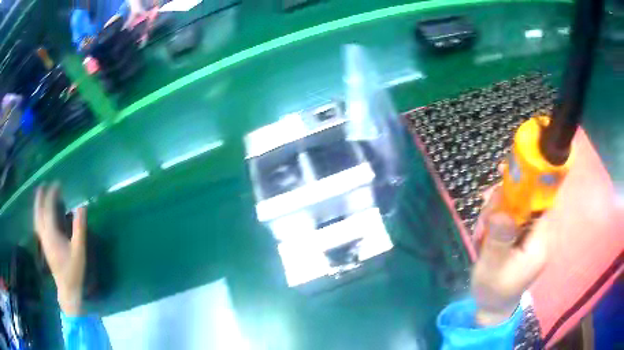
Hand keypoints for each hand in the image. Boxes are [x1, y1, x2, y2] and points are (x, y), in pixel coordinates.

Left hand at [34, 184, 86, 315]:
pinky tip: (41, 215)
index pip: (48, 209)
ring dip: (37, 205)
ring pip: (36, 218)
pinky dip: (38, 215)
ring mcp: (43, 241)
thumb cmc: (73, 270)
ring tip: (40, 195)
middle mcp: (44, 235)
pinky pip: (38, 225)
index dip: (51, 194)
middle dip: (40, 197)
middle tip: (43, 184)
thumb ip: (80, 228)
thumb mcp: (79, 250)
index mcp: (51, 234)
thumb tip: (81, 206)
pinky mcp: (44, 245)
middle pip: (38, 212)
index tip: (57, 184)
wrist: (67, 289)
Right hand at [471, 188, 548, 325]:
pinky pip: (511, 217)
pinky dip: (496, 219)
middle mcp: (539, 234)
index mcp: (539, 242)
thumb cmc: (494, 290)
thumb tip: (502, 212)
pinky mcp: (521, 237)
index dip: (530, 184)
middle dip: (503, 202)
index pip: (543, 202)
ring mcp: (530, 235)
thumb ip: (499, 239)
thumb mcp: (493, 267)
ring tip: (481, 231)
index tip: (509, 173)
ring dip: (496, 211)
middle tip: (484, 216)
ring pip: (516, 207)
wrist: (492, 307)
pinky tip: (484, 231)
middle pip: (526, 201)